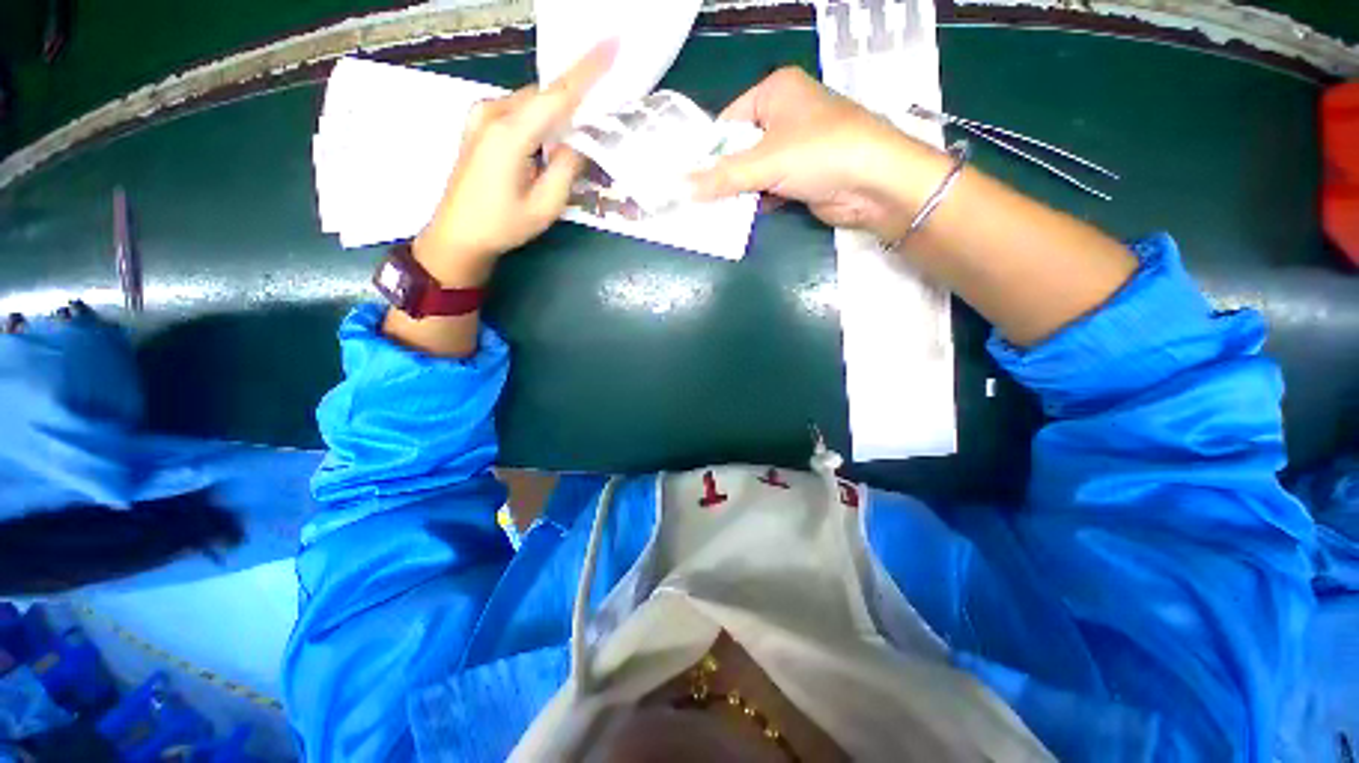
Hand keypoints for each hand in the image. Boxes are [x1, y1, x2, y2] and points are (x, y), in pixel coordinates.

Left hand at [412, 39, 617, 287]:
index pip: (557, 95)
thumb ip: (566, 169)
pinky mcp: (478, 124)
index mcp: (510, 134)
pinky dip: (538, 119)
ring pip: (531, 103)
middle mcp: (492, 113)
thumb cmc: (503, 226)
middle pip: (544, 96)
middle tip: (599, 112)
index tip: (611, 45)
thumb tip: (578, 143)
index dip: (587, 70)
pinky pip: (518, 110)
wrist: (457, 234)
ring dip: (555, 114)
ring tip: (571, 138)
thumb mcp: (545, 205)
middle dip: (573, 99)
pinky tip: (546, 141)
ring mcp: (481, 116)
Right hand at [689, 67, 946, 241]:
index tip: (690, 179)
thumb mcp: (765, 161)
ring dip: (738, 193)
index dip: (709, 151)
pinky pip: (768, 187)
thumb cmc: (820, 154)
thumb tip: (682, 187)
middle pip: (740, 148)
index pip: (728, 121)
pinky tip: (739, 217)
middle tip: (698, 200)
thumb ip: (722, 176)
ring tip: (714, 212)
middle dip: (723, 176)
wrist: (874, 184)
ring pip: (753, 171)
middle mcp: (785, 115)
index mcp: (775, 92)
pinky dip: (755, 201)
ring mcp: (794, 148)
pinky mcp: (801, 176)